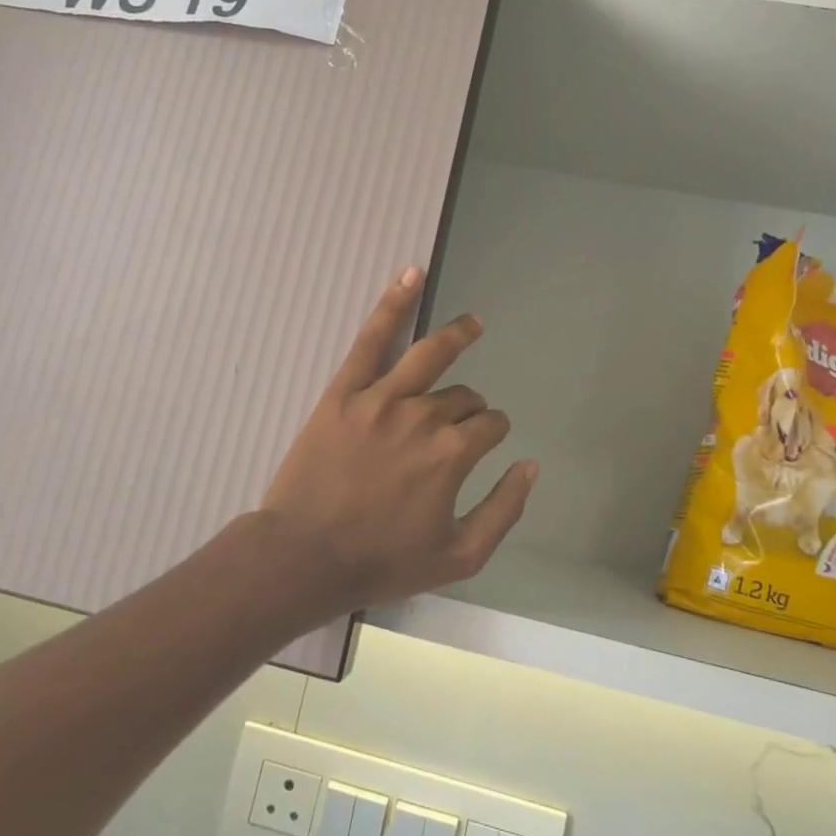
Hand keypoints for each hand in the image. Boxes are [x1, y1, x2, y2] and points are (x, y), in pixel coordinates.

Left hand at [261, 267, 537, 614]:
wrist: (304, 557)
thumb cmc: (382, 561)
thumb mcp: (460, 556)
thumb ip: (504, 510)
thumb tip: (530, 466)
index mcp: (453, 454)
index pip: (490, 425)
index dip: (494, 432)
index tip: (485, 440)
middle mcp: (424, 417)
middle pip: (463, 397)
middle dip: (471, 407)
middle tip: (461, 422)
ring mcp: (382, 399)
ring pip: (432, 355)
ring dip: (458, 335)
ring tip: (473, 324)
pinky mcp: (345, 391)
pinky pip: (373, 338)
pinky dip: (394, 302)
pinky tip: (412, 274)